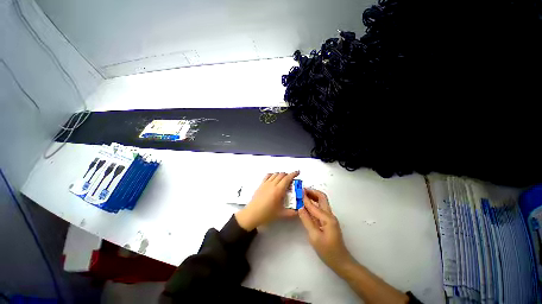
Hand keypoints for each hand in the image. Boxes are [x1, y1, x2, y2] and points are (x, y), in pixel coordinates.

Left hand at [235, 171, 299, 230]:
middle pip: (282, 175)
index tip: (298, 172)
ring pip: (275, 174)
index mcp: (278, 190)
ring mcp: (266, 183)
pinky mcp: (261, 184)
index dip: (293, 174)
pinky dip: (273, 175)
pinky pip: (268, 175)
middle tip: (291, 180)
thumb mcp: (281, 214)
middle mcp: (272, 184)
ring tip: (283, 180)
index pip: (287, 178)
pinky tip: (274, 179)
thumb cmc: (267, 214)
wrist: (252, 214)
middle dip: (288, 175)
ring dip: (281, 175)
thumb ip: (291, 213)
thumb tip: (299, 211)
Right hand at [299, 189, 352, 272]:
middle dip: (312, 192)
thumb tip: (300, 207)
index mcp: (327, 218)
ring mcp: (330, 218)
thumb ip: (307, 220)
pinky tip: (307, 206)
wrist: (341, 262)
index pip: (313, 204)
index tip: (298, 191)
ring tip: (303, 195)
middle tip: (302, 190)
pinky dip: (313, 204)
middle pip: (322, 198)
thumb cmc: (328, 251)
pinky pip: (320, 209)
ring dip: (313, 197)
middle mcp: (330, 215)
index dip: (305, 198)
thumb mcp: (314, 236)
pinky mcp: (328, 221)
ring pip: (321, 202)